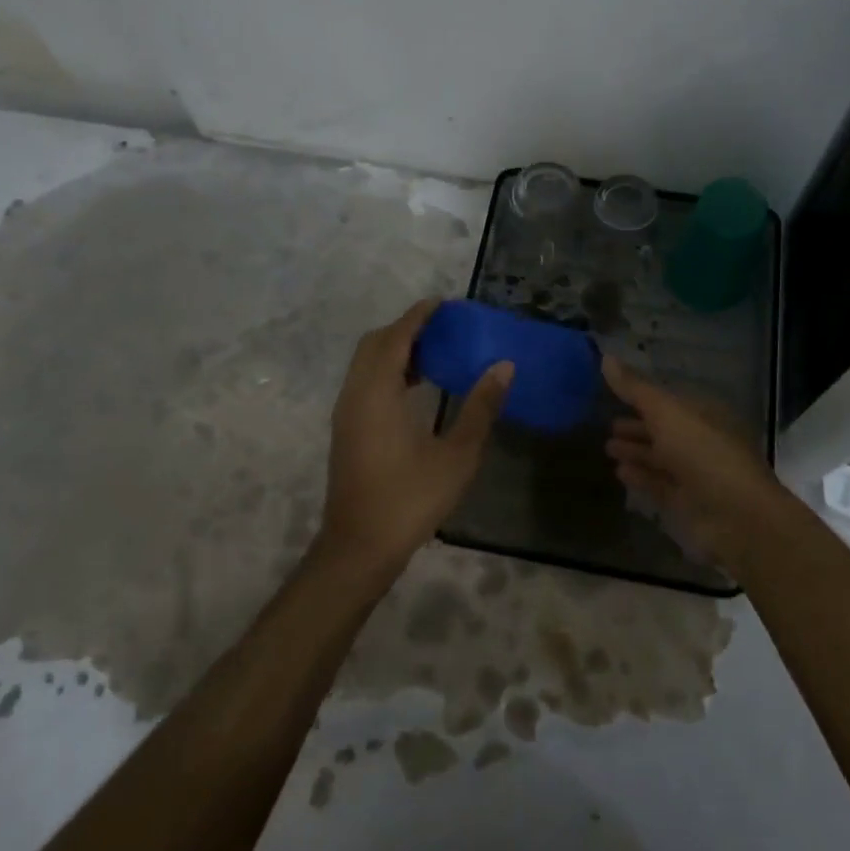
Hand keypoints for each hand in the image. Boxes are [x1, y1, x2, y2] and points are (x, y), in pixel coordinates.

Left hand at [317, 299, 511, 577]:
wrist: (359, 547)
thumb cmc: (410, 499)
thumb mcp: (457, 455)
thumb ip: (481, 407)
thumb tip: (503, 366)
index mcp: (378, 394)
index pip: (396, 338)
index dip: (418, 316)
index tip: (443, 303)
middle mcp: (355, 395)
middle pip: (374, 344)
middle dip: (405, 329)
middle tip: (442, 328)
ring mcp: (346, 413)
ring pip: (366, 364)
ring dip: (395, 350)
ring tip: (435, 354)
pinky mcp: (346, 430)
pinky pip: (364, 382)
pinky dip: (387, 371)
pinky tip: (417, 389)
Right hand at [602, 355, 798, 570]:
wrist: (737, 516)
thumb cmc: (703, 453)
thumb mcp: (666, 412)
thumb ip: (635, 389)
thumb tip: (605, 357)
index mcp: (704, 413)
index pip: (669, 400)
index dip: (641, 396)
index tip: (612, 392)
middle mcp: (702, 440)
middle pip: (664, 429)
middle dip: (637, 426)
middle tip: (606, 424)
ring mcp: (696, 473)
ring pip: (660, 457)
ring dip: (635, 451)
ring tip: (607, 447)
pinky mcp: (688, 502)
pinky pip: (659, 484)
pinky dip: (640, 476)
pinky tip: (619, 472)